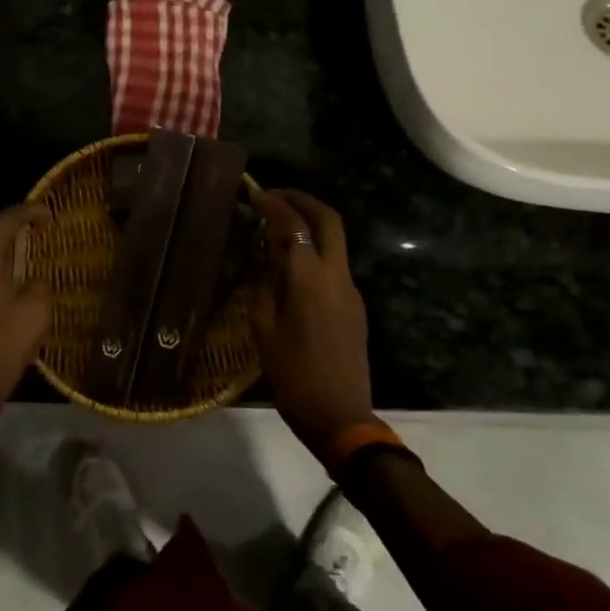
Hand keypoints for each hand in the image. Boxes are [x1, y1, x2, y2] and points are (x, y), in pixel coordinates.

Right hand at [250, 190, 377, 458]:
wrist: (341, 417)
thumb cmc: (293, 375)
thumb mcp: (263, 328)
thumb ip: (264, 283)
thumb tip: (264, 254)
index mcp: (310, 278)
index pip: (294, 224)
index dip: (274, 203)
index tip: (254, 193)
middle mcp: (337, 275)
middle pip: (328, 219)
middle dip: (302, 200)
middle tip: (274, 197)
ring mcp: (350, 289)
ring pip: (335, 239)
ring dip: (310, 223)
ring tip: (278, 226)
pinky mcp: (355, 305)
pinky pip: (335, 262)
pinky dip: (315, 248)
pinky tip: (292, 262)